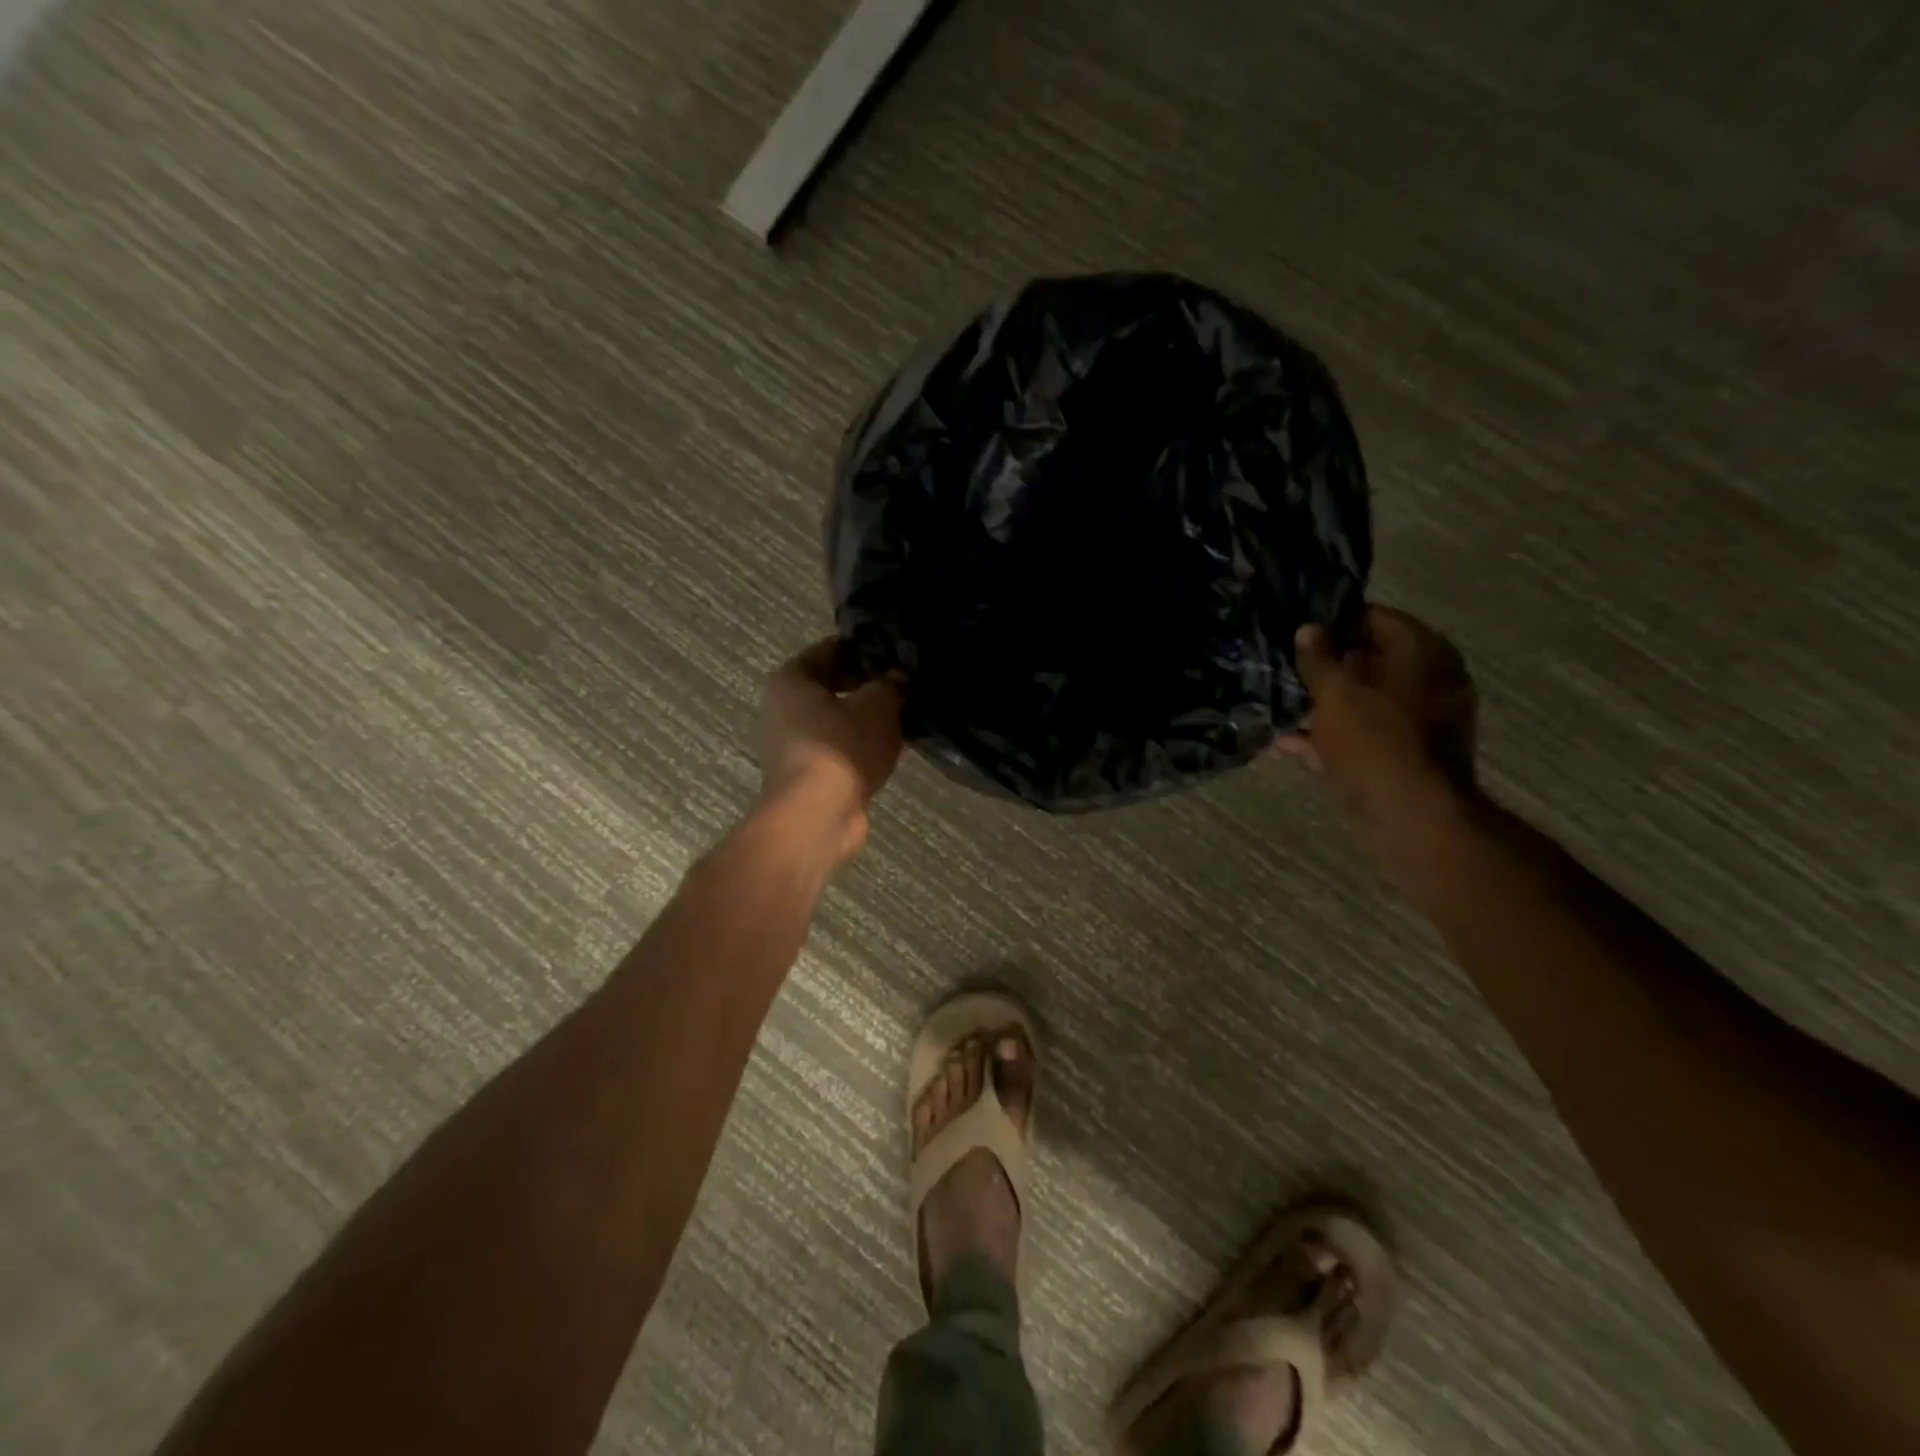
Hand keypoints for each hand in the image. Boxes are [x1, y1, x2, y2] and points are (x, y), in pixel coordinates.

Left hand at [757, 637, 906, 862]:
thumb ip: (890, 685)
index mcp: (790, 680)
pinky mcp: (808, 776)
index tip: (895, 650)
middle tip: (905, 683)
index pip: (830, 650)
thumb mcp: (878, 705)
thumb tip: (898, 677)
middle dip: (867, 685)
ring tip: (905, 715)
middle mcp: (783, 709)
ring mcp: (793, 746)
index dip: (863, 648)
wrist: (817, 817)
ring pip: (838, 721)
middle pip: (832, 686)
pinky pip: (841, 750)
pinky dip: (863, 747)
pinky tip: (893, 747)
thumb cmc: (841, 748)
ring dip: (867, 719)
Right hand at [1287, 606, 1477, 879]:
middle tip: (1282, 666)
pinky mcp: (1403, 757)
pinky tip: (1288, 742)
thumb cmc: (1376, 743)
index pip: (1375, 618)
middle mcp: (1429, 682)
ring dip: (1324, 704)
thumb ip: (1319, 659)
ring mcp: (1418, 723)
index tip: (1296, 629)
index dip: (1334, 621)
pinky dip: (1331, 737)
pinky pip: (1362, 736)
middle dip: (1326, 665)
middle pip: (1369, 661)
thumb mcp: (1337, 693)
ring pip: (1363, 702)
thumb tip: (1308, 629)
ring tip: (1279, 703)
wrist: (1412, 819)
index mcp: (1423, 654)